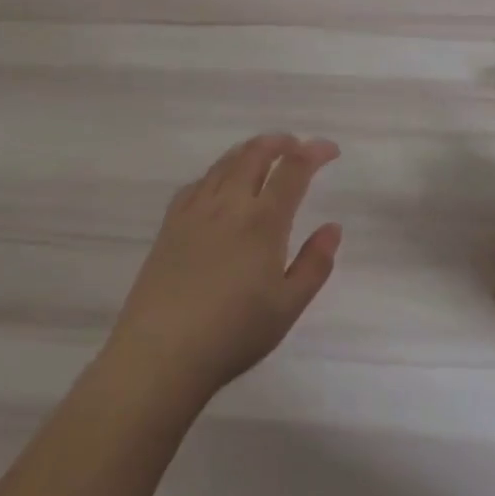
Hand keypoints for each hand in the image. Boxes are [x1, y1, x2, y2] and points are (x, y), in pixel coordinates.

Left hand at [105, 134, 342, 401]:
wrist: (161, 353)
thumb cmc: (234, 333)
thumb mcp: (288, 306)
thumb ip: (315, 263)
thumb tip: (333, 228)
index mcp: (263, 221)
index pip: (294, 169)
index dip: (315, 152)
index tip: (330, 149)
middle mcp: (229, 204)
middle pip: (255, 154)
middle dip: (280, 142)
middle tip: (296, 145)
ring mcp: (195, 211)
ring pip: (225, 163)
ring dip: (249, 150)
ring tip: (262, 154)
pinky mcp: (170, 224)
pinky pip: (197, 183)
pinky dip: (217, 172)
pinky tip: (219, 185)